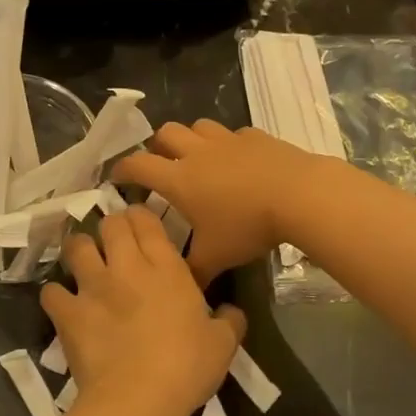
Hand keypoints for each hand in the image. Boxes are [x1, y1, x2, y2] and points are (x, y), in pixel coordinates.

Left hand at [40, 207, 245, 415]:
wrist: (138, 400)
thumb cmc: (186, 368)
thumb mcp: (223, 345)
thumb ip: (229, 321)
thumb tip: (231, 312)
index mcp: (166, 268)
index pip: (146, 220)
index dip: (140, 216)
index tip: (140, 225)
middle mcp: (126, 267)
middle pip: (110, 225)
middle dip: (111, 227)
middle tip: (114, 241)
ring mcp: (93, 287)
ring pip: (77, 247)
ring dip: (81, 250)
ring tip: (85, 262)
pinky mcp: (68, 313)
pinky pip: (51, 291)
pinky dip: (56, 294)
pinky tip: (64, 303)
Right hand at [112, 121, 316, 283]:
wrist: (297, 195)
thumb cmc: (247, 226)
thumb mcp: (216, 257)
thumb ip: (193, 271)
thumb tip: (181, 288)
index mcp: (179, 179)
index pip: (138, 165)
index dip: (122, 169)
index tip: (117, 177)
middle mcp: (197, 153)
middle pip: (164, 133)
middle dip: (156, 146)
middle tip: (161, 166)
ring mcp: (227, 140)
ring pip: (197, 127)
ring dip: (191, 139)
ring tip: (198, 159)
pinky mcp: (255, 136)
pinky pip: (233, 134)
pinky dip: (228, 145)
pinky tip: (238, 161)